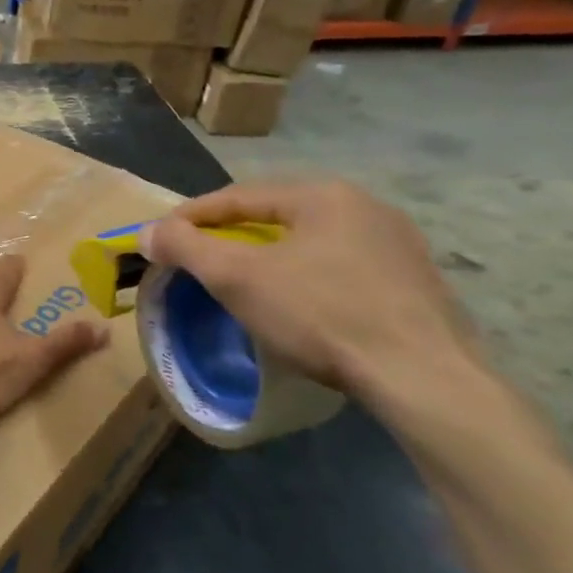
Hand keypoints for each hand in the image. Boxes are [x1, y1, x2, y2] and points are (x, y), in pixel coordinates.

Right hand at [139, 179, 478, 407]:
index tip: (160, 238)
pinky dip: (308, 278)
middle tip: (198, 259)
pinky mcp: (416, 283)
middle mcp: (365, 206)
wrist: (424, 378)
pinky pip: (343, 268)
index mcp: (322, 194)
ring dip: (270, 257)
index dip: (191, 216)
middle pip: (276, 216)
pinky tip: (300, 304)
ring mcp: (398, 245)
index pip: (238, 196)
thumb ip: (186, 248)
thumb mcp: (237, 278)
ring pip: (311, 242)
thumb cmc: (322, 314)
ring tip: (243, 282)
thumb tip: (148, 231)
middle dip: (231, 236)